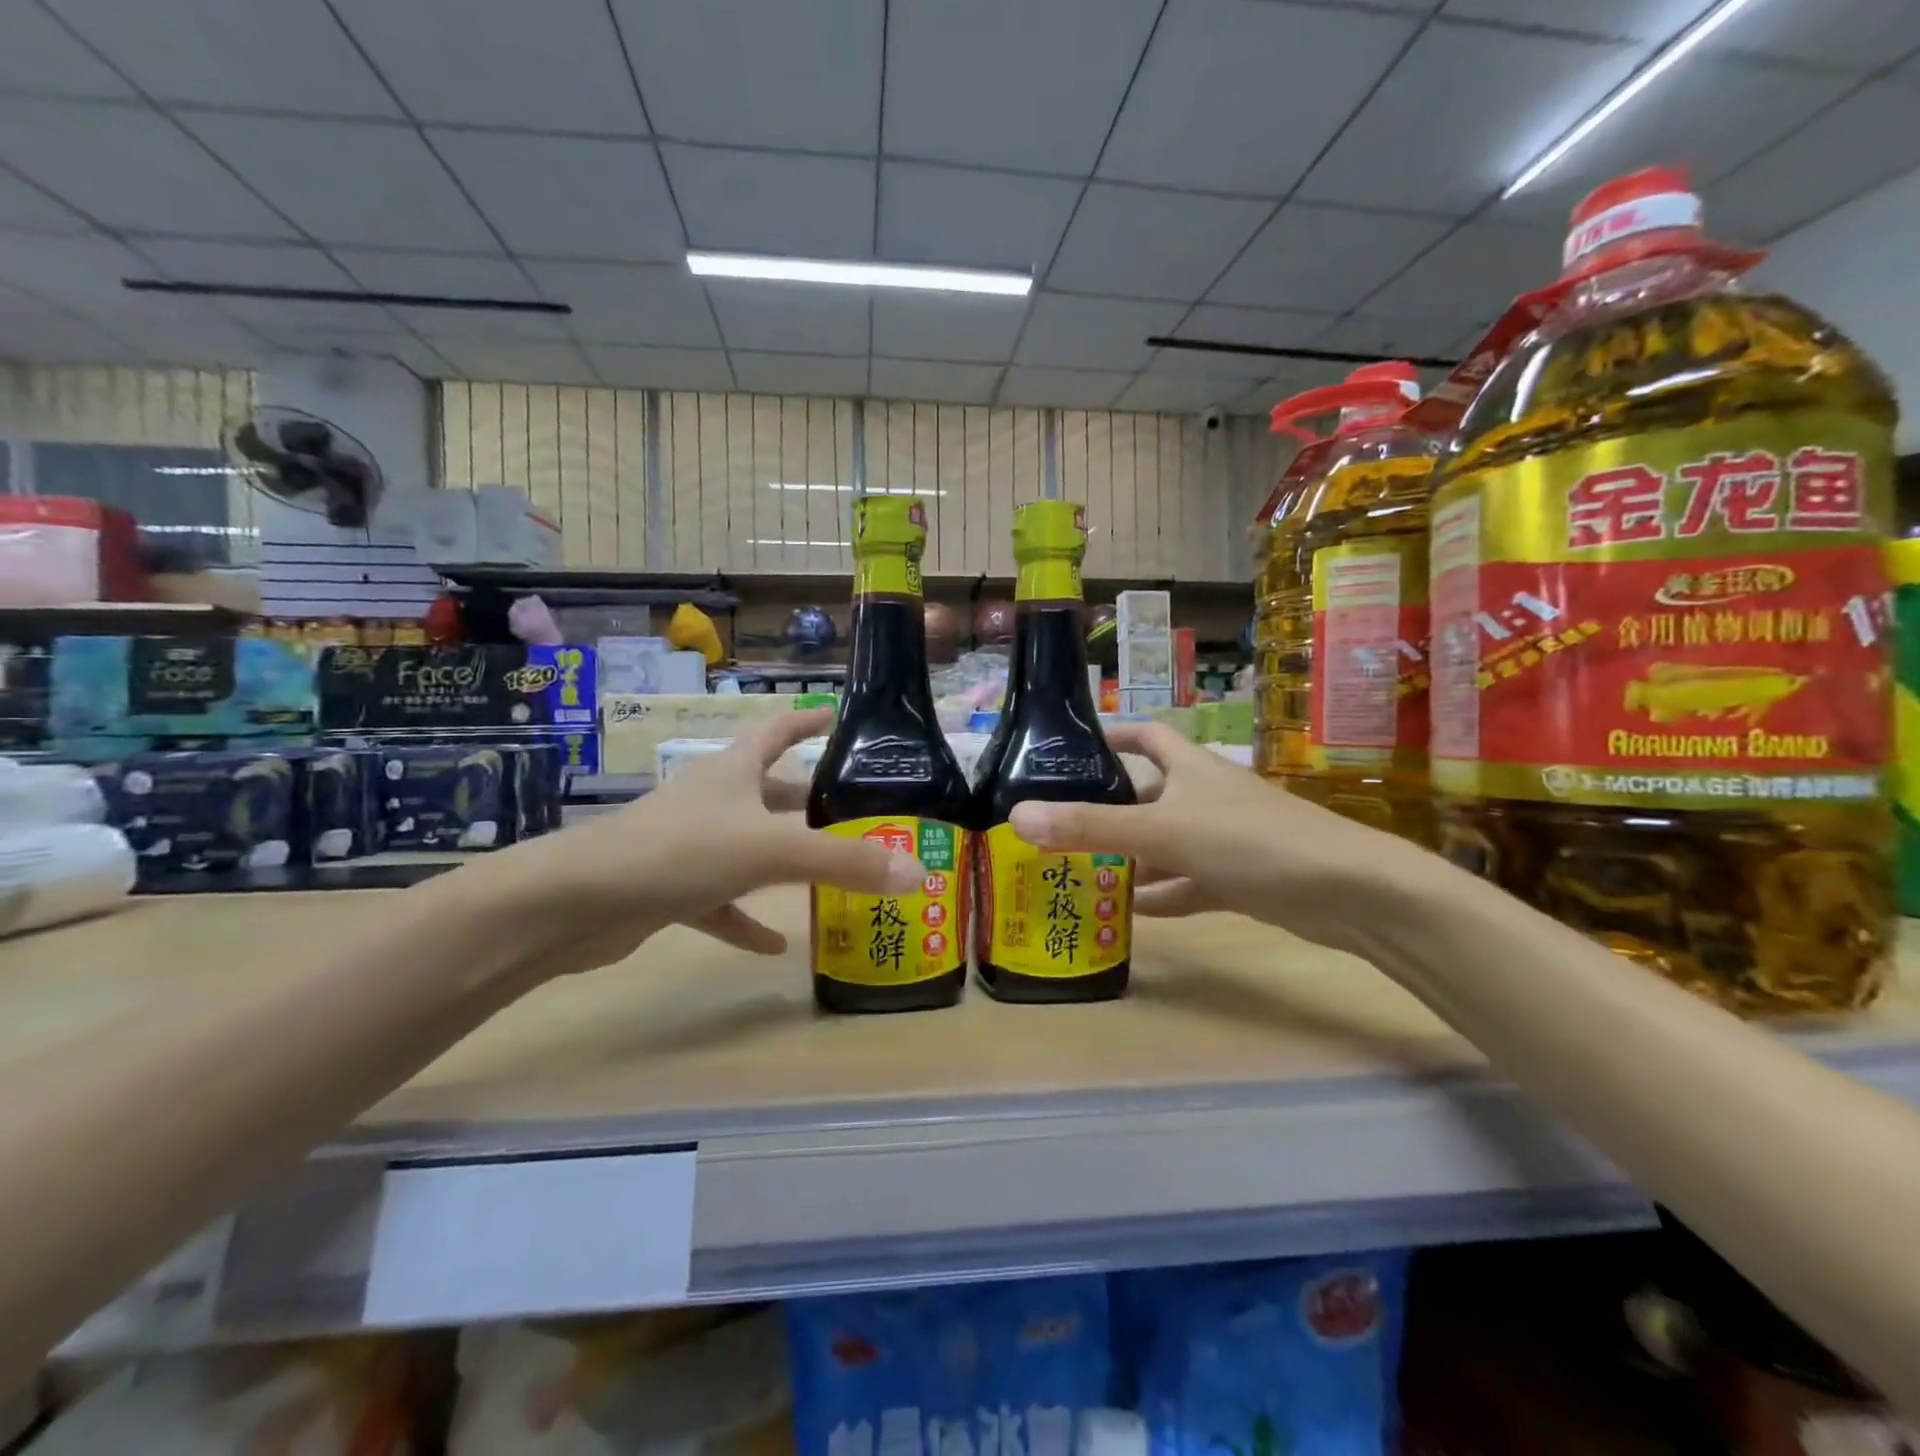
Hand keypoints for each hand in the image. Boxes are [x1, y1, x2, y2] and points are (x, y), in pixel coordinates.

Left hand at [464, 708, 923, 978]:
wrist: (576, 902)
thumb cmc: (680, 851)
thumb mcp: (771, 850)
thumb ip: (845, 863)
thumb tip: (918, 873)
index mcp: (733, 772)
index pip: (776, 730)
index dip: (808, 721)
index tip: (839, 718)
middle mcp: (713, 799)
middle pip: (769, 791)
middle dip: (809, 800)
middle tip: (856, 812)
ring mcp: (690, 843)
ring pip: (749, 846)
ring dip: (785, 860)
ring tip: (831, 876)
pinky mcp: (671, 887)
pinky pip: (721, 901)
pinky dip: (747, 918)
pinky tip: (776, 944)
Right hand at [1007, 723, 1427, 952]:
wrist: (1348, 893)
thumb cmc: (1250, 841)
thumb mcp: (1162, 832)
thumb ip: (1090, 827)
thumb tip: (1017, 817)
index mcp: (1190, 768)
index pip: (1144, 737)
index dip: (1109, 737)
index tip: (1068, 751)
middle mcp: (1206, 796)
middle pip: (1148, 794)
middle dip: (1108, 808)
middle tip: (1057, 826)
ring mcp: (1226, 838)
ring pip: (1165, 843)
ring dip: (1130, 858)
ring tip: (1079, 872)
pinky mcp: (1241, 878)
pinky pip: (1188, 882)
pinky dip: (1162, 894)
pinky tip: (1129, 911)